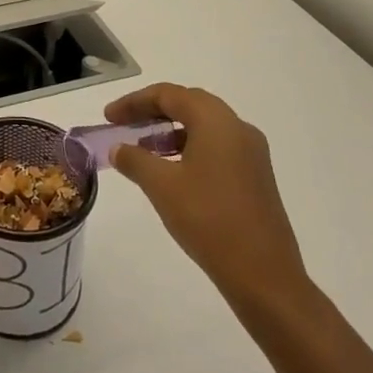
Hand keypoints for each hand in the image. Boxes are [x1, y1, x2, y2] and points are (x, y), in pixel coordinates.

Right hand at [105, 83, 313, 324]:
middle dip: (152, 111)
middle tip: (124, 125)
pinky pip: (216, 147)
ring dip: (171, 131)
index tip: (108, 117)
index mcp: (216, 121)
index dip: (134, 102)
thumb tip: (118, 148)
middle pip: (188, 104)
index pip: (168, 95)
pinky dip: (189, 148)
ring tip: (143, 149)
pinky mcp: (256, 177)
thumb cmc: (209, 220)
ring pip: (204, 126)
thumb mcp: (161, 186)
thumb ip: (134, 160)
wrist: (264, 276)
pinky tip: (172, 171)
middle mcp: (238, 128)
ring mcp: (252, 153)